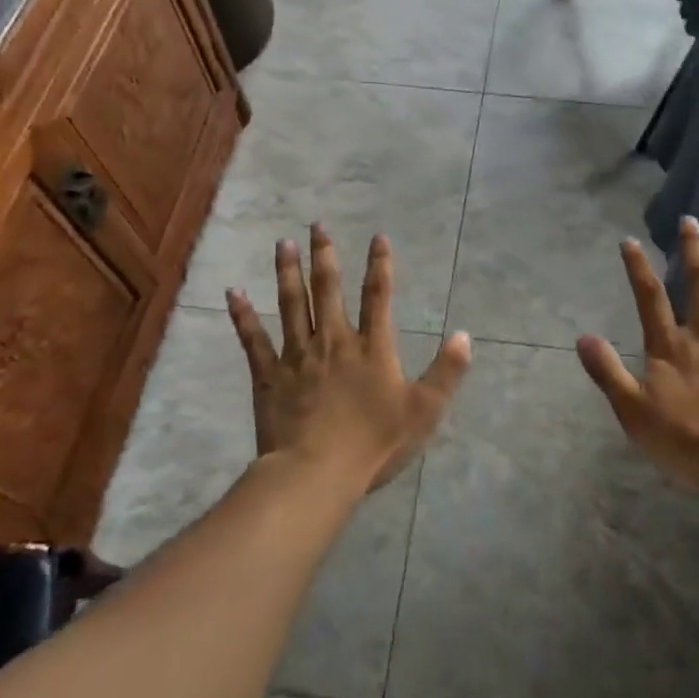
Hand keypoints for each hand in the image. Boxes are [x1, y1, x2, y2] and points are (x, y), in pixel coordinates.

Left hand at [227, 226, 471, 491]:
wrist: (316, 472)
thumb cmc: (374, 444)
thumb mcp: (424, 411)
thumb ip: (447, 372)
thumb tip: (465, 336)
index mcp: (371, 348)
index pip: (378, 296)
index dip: (380, 265)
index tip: (378, 237)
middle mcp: (333, 341)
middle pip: (328, 289)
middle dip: (325, 255)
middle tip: (317, 225)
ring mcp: (297, 356)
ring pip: (291, 304)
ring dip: (287, 272)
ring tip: (283, 243)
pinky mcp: (269, 376)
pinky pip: (253, 339)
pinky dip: (242, 315)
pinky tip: (233, 293)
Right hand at [576, 217, 698, 505]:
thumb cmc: (685, 441)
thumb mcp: (633, 411)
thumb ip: (608, 371)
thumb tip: (583, 337)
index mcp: (669, 346)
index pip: (649, 296)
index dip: (638, 267)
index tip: (629, 241)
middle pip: (697, 283)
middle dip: (692, 250)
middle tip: (691, 220)